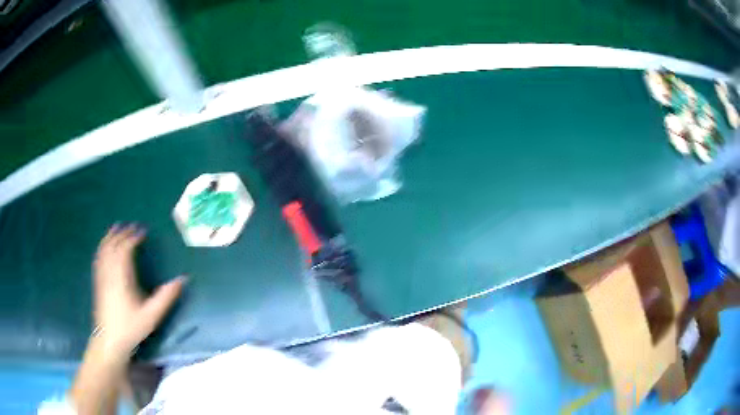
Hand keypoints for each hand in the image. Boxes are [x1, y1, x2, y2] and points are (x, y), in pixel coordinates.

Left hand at [93, 224, 185, 358]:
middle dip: (122, 234)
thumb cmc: (130, 327)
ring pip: (104, 250)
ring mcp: (102, 277)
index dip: (133, 238)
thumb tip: (182, 279)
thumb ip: (166, 297)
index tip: (142, 231)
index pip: (125, 249)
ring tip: (116, 228)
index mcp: (122, 277)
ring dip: (110, 237)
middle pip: (113, 246)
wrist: (109, 340)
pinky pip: (98, 258)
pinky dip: (102, 247)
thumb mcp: (151, 315)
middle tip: (131, 226)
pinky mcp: (98, 282)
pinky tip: (104, 247)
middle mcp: (110, 272)